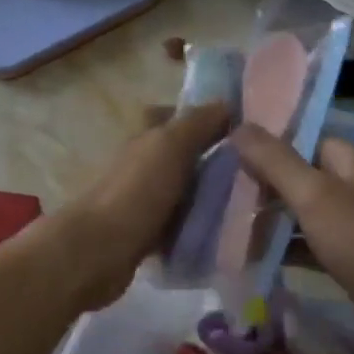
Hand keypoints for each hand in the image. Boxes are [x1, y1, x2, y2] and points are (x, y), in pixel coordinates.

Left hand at [51, 102, 231, 309]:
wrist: (100, 251)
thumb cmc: (137, 191)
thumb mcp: (171, 145)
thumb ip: (197, 123)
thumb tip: (226, 103)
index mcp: (144, 138)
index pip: (171, 116)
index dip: (200, 117)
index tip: (237, 128)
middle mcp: (140, 166)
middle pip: (179, 156)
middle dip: (211, 161)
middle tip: (253, 170)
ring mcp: (141, 202)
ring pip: (181, 192)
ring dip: (207, 197)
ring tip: (248, 203)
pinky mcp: (144, 236)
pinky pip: (177, 226)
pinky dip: (196, 228)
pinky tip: (223, 234)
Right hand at [230, 123, 353, 339]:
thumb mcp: (314, 194)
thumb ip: (275, 161)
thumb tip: (239, 126)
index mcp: (350, 161)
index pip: (303, 141)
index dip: (268, 149)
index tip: (230, 161)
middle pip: (301, 179)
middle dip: (265, 189)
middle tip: (223, 199)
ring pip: (304, 215)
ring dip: (273, 222)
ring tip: (229, 229)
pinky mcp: (353, 258)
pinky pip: (313, 246)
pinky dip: (289, 250)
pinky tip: (257, 259)